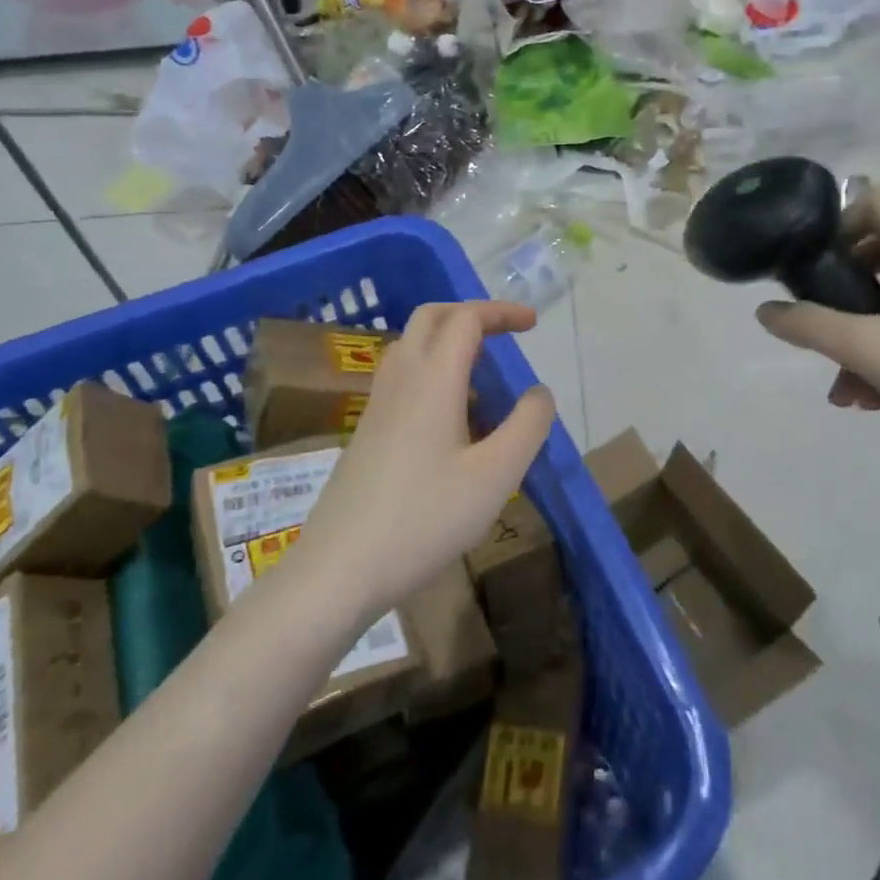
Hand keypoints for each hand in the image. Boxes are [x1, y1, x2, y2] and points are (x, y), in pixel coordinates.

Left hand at [299, 300, 555, 616]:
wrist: (340, 568)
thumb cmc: (424, 519)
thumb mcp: (495, 476)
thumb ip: (527, 426)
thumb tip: (539, 392)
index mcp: (432, 380)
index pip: (465, 319)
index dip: (501, 312)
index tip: (533, 324)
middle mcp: (400, 380)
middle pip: (430, 318)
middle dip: (470, 314)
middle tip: (505, 335)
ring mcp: (377, 406)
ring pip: (410, 346)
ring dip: (447, 341)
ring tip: (482, 375)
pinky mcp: (366, 432)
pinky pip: (401, 378)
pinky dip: (431, 371)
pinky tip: (450, 417)